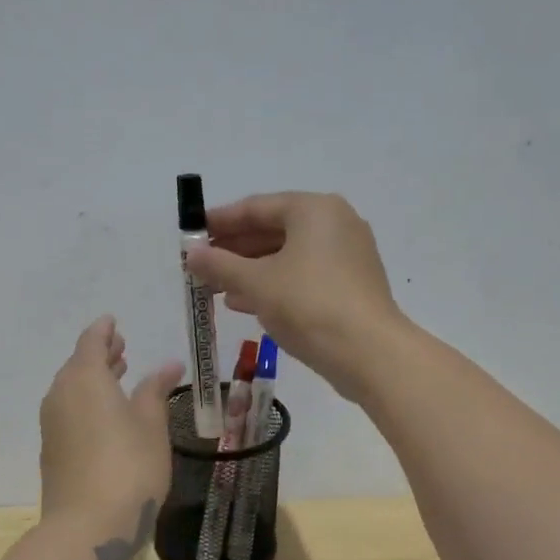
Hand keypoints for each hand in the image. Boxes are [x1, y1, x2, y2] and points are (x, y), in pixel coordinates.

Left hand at [38, 316, 184, 559]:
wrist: (87, 526)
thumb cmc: (129, 466)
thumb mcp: (151, 425)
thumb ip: (155, 390)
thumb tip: (168, 363)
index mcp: (85, 379)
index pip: (91, 341)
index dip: (104, 330)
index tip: (114, 321)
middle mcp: (61, 395)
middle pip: (77, 365)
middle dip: (99, 354)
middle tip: (121, 347)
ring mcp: (52, 425)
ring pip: (71, 390)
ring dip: (93, 379)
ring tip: (118, 376)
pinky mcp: (52, 451)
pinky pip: (67, 412)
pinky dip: (85, 403)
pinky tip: (104, 416)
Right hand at [182, 191, 405, 400]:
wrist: (367, 352)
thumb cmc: (308, 304)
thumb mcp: (256, 282)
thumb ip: (220, 264)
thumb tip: (192, 254)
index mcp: (313, 210)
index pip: (256, 207)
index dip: (220, 221)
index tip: (192, 234)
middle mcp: (334, 223)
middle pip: (273, 230)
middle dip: (234, 250)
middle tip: (201, 265)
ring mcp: (347, 255)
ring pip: (287, 256)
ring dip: (250, 270)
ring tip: (216, 288)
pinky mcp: (350, 284)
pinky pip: (303, 275)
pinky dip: (274, 284)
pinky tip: (245, 303)